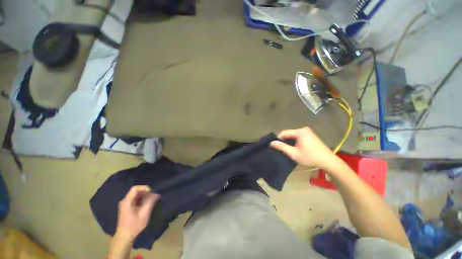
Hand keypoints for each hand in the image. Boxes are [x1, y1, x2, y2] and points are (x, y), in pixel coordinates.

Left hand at [115, 186, 159, 241]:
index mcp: (127, 202)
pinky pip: (135, 199)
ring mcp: (125, 204)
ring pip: (136, 195)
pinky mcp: (127, 207)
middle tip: (153, 197)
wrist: (124, 237)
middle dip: (146, 193)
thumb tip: (157, 193)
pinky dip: (142, 200)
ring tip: (151, 201)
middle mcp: (125, 201)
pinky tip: (146, 205)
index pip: (135, 188)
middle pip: (136, 191)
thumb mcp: (144, 214)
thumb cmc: (134, 226)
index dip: (144, 188)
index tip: (152, 192)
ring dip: (145, 196)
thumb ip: (150, 202)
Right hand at [270, 127, 335, 168]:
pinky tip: (295, 148)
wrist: (328, 161)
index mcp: (300, 132)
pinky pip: (298, 136)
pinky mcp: (310, 135)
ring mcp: (308, 132)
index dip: (278, 139)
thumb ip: (282, 147)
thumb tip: (271, 143)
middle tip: (282, 149)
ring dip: (289, 141)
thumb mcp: (294, 153)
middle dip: (284, 141)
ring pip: (293, 135)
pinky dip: (294, 141)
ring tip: (288, 149)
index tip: (276, 146)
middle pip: (289, 134)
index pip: (284, 133)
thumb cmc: (310, 157)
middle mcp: (304, 129)